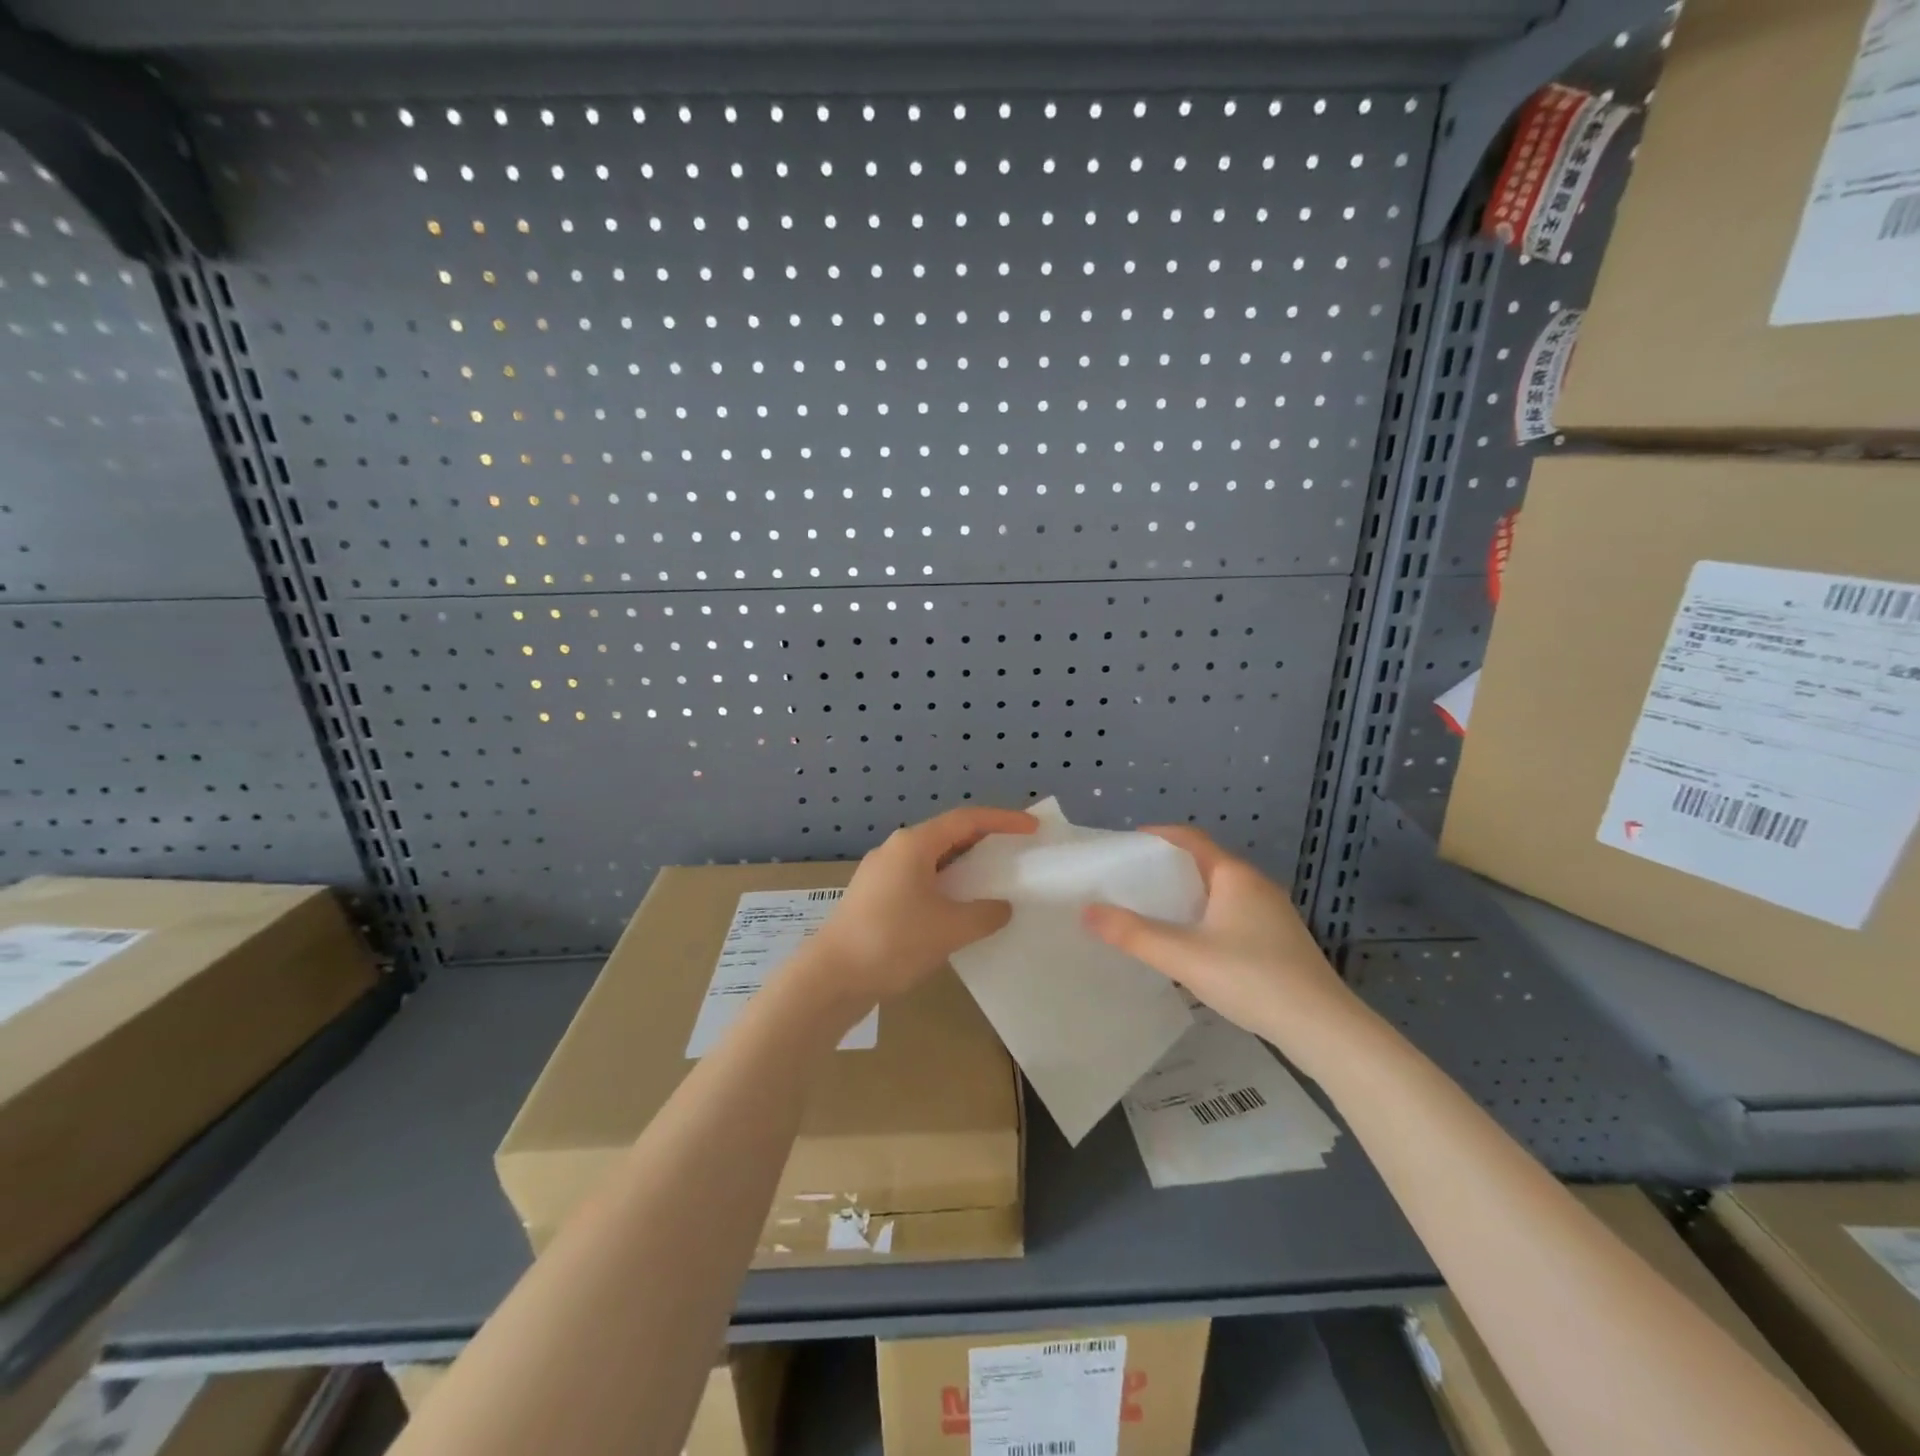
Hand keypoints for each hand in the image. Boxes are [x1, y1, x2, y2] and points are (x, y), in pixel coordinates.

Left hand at [798, 806, 1037, 1009]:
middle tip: (1015, 854)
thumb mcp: (949, 929)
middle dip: (984, 842)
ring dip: (964, 869)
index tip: (1032, 828)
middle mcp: (896, 850)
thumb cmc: (892, 941)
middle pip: (948, 835)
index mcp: (913, 844)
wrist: (830, 978)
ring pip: (933, 861)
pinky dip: (945, 888)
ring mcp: (881, 874)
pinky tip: (958, 912)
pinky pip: (919, 881)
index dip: (1003, 820)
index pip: (967, 819)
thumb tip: (1000, 908)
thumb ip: (984, 915)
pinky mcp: (874, 898)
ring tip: (992, 883)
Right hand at [1083, 826, 1360, 1059]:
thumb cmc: (1251, 978)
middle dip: (1167, 869)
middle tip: (1130, 883)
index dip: (1158, 836)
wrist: (1323, 1027)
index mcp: (1234, 876)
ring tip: (1153, 912)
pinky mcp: (1280, 940)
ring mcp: (1273, 913)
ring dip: (1187, 896)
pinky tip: (1192, 944)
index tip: (1126, 846)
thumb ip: (1134, 934)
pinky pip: (1233, 914)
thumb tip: (1088, 911)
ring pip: (1220, 892)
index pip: (1191, 839)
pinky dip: (1206, 916)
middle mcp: (1256, 885)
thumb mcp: (1184, 956)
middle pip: (1205, 864)